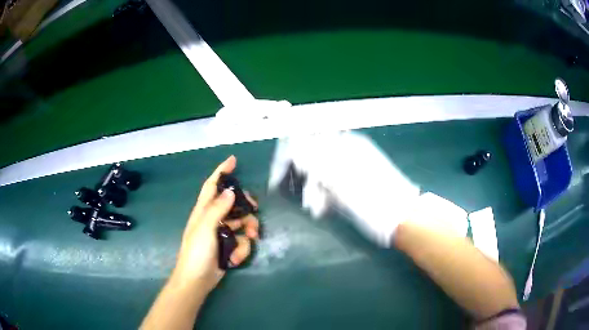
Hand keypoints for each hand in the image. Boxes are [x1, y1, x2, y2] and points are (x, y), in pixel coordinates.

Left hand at [172, 156, 258, 293]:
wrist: (197, 280)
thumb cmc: (197, 252)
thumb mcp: (205, 229)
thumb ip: (217, 209)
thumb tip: (230, 191)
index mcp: (204, 210)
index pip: (212, 185)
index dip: (221, 171)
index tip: (233, 160)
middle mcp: (213, 218)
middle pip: (234, 204)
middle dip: (246, 208)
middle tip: (255, 211)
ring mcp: (222, 233)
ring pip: (242, 224)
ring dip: (248, 233)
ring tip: (250, 240)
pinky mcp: (229, 246)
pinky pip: (242, 241)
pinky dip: (242, 249)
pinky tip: (235, 259)